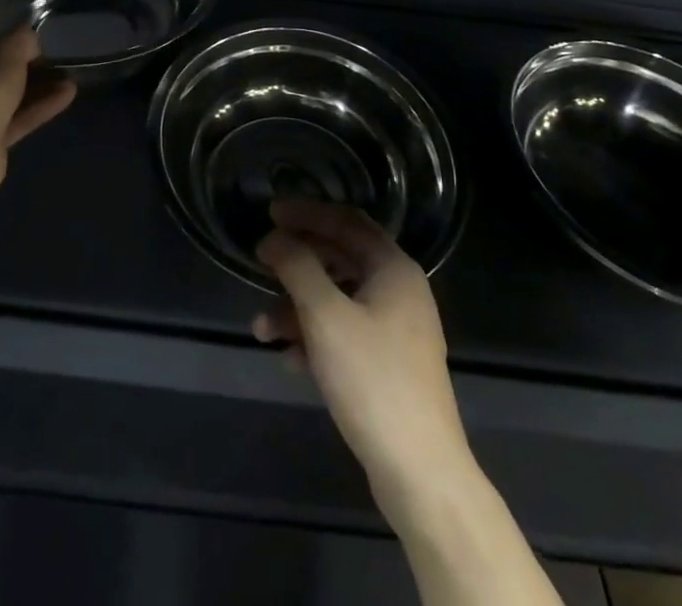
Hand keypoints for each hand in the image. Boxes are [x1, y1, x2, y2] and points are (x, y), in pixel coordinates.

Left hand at [0, 28, 75, 185]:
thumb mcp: (11, 48)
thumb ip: (24, 39)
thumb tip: (31, 41)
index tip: (12, 36)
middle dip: (22, 65)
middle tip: (50, 59)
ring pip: (3, 96)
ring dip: (36, 87)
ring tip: (69, 78)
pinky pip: (12, 119)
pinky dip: (37, 108)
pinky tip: (67, 96)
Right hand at [252, 199, 473, 509]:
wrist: (421, 472)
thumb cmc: (373, 379)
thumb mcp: (326, 316)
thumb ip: (297, 267)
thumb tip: (273, 237)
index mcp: (393, 267)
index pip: (345, 220)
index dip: (306, 212)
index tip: (269, 211)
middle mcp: (399, 289)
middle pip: (340, 258)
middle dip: (297, 262)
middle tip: (260, 258)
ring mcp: (396, 328)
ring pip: (338, 299)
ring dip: (298, 306)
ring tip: (261, 329)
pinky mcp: (388, 363)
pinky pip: (344, 331)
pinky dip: (315, 336)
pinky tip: (289, 359)